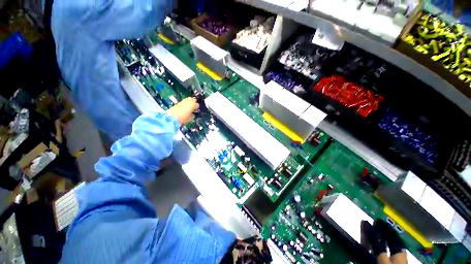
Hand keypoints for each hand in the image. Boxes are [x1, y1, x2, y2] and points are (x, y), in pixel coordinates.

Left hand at [168, 97, 198, 124]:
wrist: (172, 117)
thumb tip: (193, 114)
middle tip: (194, 107)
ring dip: (189, 102)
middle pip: (193, 99)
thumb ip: (193, 115)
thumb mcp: (191, 118)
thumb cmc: (183, 118)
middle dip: (194, 102)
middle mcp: (188, 101)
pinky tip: (184, 107)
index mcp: (193, 104)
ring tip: (189, 107)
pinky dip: (185, 103)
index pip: (197, 105)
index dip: (197, 107)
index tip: (196, 110)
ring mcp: (183, 101)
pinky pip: (184, 101)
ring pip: (188, 99)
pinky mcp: (178, 102)